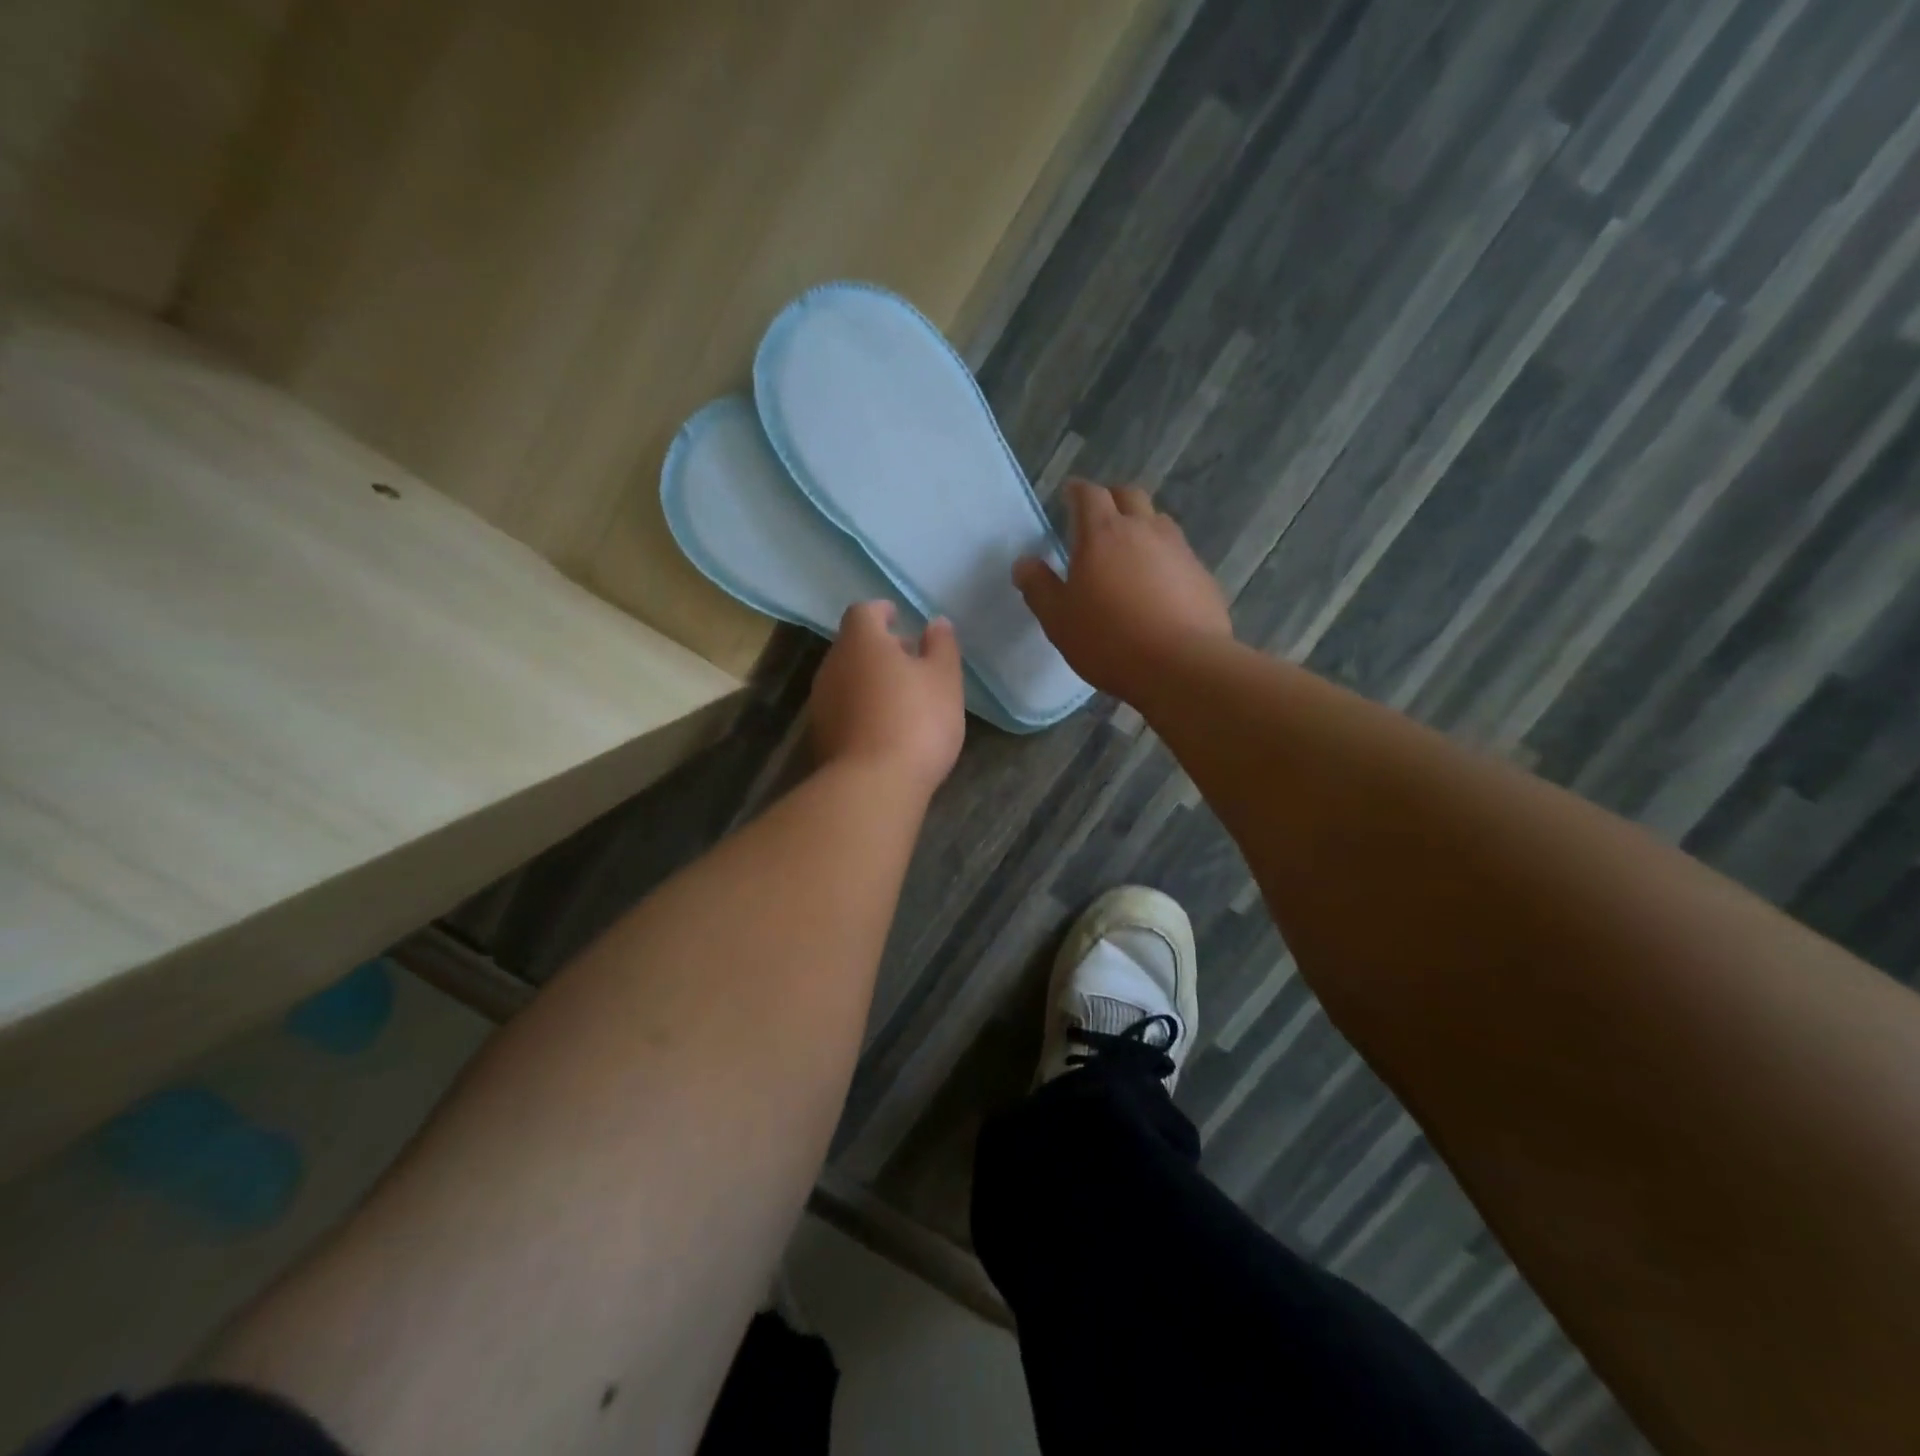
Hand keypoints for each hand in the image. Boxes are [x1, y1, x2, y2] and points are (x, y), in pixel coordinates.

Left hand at [811, 601, 964, 796]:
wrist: (873, 785)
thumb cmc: (916, 721)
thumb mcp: (944, 680)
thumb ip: (942, 646)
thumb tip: (936, 623)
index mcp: (861, 642)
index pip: (864, 612)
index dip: (882, 612)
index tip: (899, 617)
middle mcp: (832, 666)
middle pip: (853, 646)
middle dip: (879, 648)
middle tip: (910, 660)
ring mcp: (821, 703)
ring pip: (847, 678)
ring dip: (870, 680)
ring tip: (902, 696)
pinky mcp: (821, 736)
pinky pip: (844, 709)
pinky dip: (862, 708)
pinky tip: (886, 727)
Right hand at [1013, 480, 1231, 701]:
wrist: (1181, 666)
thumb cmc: (1109, 640)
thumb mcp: (1059, 620)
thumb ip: (1039, 587)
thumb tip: (1023, 562)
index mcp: (1103, 534)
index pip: (1089, 494)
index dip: (1077, 491)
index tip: (1069, 495)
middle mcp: (1144, 530)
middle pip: (1130, 496)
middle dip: (1112, 499)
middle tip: (1099, 517)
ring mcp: (1179, 551)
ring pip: (1159, 522)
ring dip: (1142, 527)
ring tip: (1130, 552)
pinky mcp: (1202, 576)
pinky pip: (1179, 555)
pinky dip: (1165, 560)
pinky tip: (1159, 588)